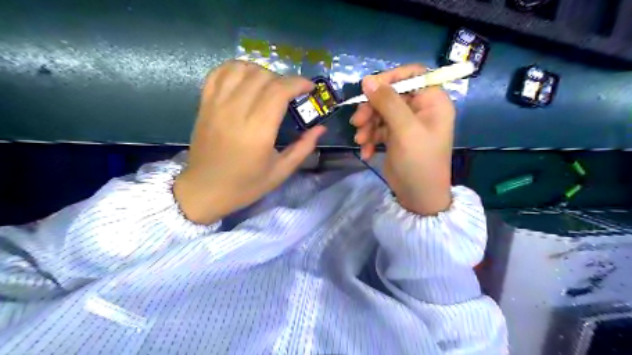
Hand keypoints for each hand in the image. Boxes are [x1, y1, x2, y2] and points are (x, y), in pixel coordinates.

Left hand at [176, 59, 327, 222]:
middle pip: (262, 76)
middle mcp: (236, 111)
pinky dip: (235, 68)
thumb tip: (321, 128)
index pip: (279, 90)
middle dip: (283, 79)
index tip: (309, 87)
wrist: (204, 190)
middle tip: (291, 93)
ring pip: (241, 69)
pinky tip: (246, 78)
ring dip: (261, 71)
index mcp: (258, 131)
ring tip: (269, 85)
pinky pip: (219, 73)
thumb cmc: (245, 185)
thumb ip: (303, 148)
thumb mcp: (280, 172)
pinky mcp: (204, 104)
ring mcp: (217, 105)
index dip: (298, 83)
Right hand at [350, 64, 454, 215]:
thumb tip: (367, 80)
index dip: (390, 78)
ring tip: (360, 139)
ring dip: (367, 124)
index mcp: (432, 101)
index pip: (412, 74)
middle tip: (357, 121)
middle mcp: (420, 109)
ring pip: (381, 112)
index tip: (369, 88)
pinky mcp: (395, 136)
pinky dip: (370, 138)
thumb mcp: (404, 130)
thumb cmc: (419, 162)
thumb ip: (387, 102)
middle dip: (372, 107)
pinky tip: (367, 151)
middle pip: (391, 94)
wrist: (418, 196)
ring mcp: (406, 123)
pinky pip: (378, 128)